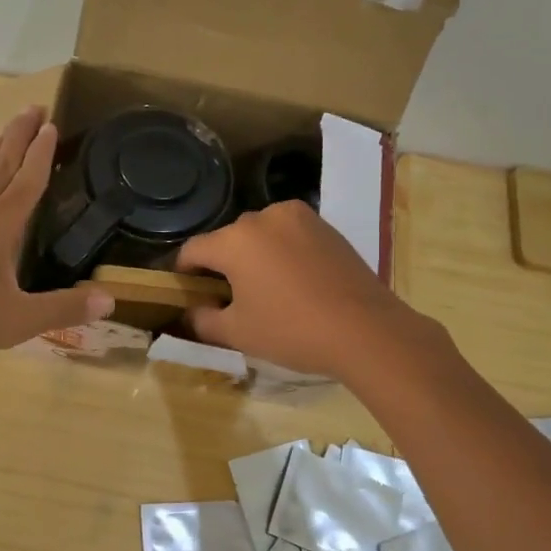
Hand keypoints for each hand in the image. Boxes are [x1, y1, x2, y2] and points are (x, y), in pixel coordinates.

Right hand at [175, 200, 417, 378]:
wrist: (366, 330)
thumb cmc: (292, 331)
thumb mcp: (237, 333)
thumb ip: (202, 320)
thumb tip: (190, 312)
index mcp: (236, 239)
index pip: (193, 250)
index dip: (183, 272)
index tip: (187, 293)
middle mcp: (264, 217)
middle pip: (229, 240)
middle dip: (222, 265)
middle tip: (228, 299)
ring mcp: (300, 218)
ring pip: (261, 235)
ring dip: (254, 257)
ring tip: (265, 291)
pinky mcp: (326, 227)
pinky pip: (290, 236)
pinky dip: (283, 254)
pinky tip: (294, 284)